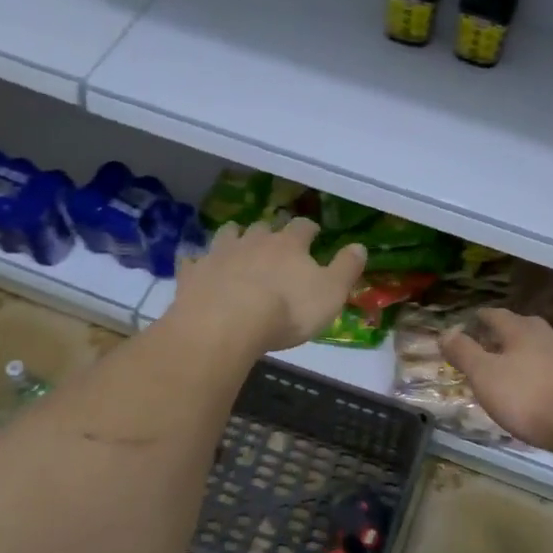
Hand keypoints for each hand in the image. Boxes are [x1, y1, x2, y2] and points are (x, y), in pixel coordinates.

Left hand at [170, 218, 366, 354]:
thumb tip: (360, 245)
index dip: (309, 230)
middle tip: (273, 241)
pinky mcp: (193, 273)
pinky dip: (197, 261)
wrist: (226, 324)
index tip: (313, 234)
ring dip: (234, 236)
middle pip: (263, 227)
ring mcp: (219, 254)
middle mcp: (253, 241)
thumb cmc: (287, 311)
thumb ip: (346, 268)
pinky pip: (193, 260)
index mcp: (289, 245)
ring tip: (237, 243)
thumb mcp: (330, 293)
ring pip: (228, 234)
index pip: (303, 227)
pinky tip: (198, 266)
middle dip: (269, 232)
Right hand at [442, 308, 552, 459]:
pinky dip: (543, 374)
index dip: (481, 318)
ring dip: (526, 353)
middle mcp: (547, 337)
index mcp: (520, 331)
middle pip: (523, 327)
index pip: (496, 316)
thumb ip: (464, 353)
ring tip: (513, 364)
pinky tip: (541, 388)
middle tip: (490, 339)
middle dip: (506, 332)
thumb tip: (445, 331)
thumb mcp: (486, 376)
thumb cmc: (530, 397)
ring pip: (542, 347)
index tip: (470, 320)